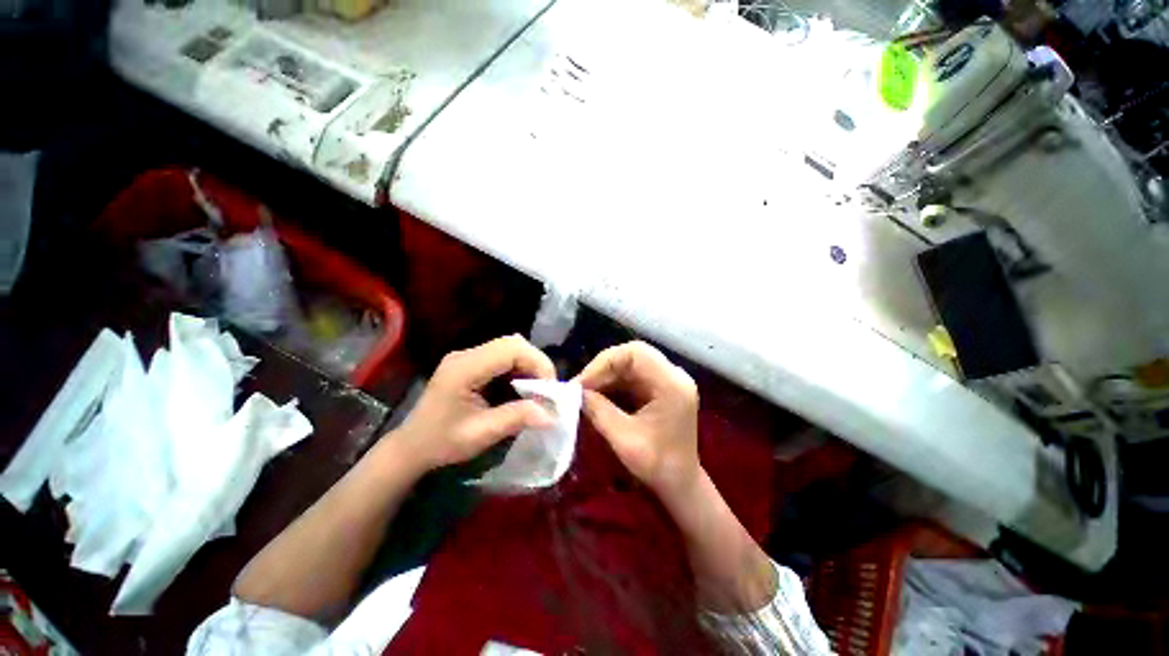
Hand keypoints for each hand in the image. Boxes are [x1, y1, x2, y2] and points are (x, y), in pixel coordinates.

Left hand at [395, 335, 555, 471]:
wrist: (412, 447)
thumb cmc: (441, 443)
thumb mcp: (481, 434)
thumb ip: (516, 418)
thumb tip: (552, 415)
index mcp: (464, 368)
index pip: (511, 349)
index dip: (537, 363)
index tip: (550, 389)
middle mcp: (466, 355)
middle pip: (513, 343)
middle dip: (536, 363)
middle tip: (546, 390)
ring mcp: (468, 356)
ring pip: (511, 347)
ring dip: (529, 365)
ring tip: (536, 390)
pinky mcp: (471, 363)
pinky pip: (503, 356)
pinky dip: (519, 369)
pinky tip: (521, 387)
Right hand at [576, 341, 700, 495]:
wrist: (680, 483)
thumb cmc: (657, 466)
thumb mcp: (623, 439)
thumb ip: (598, 411)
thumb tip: (576, 392)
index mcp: (671, 385)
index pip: (635, 353)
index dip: (605, 362)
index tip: (583, 383)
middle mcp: (673, 375)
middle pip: (633, 355)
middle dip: (603, 369)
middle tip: (581, 387)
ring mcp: (668, 380)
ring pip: (630, 364)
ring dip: (606, 376)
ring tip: (586, 393)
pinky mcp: (661, 387)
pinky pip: (633, 375)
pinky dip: (614, 383)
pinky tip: (599, 396)